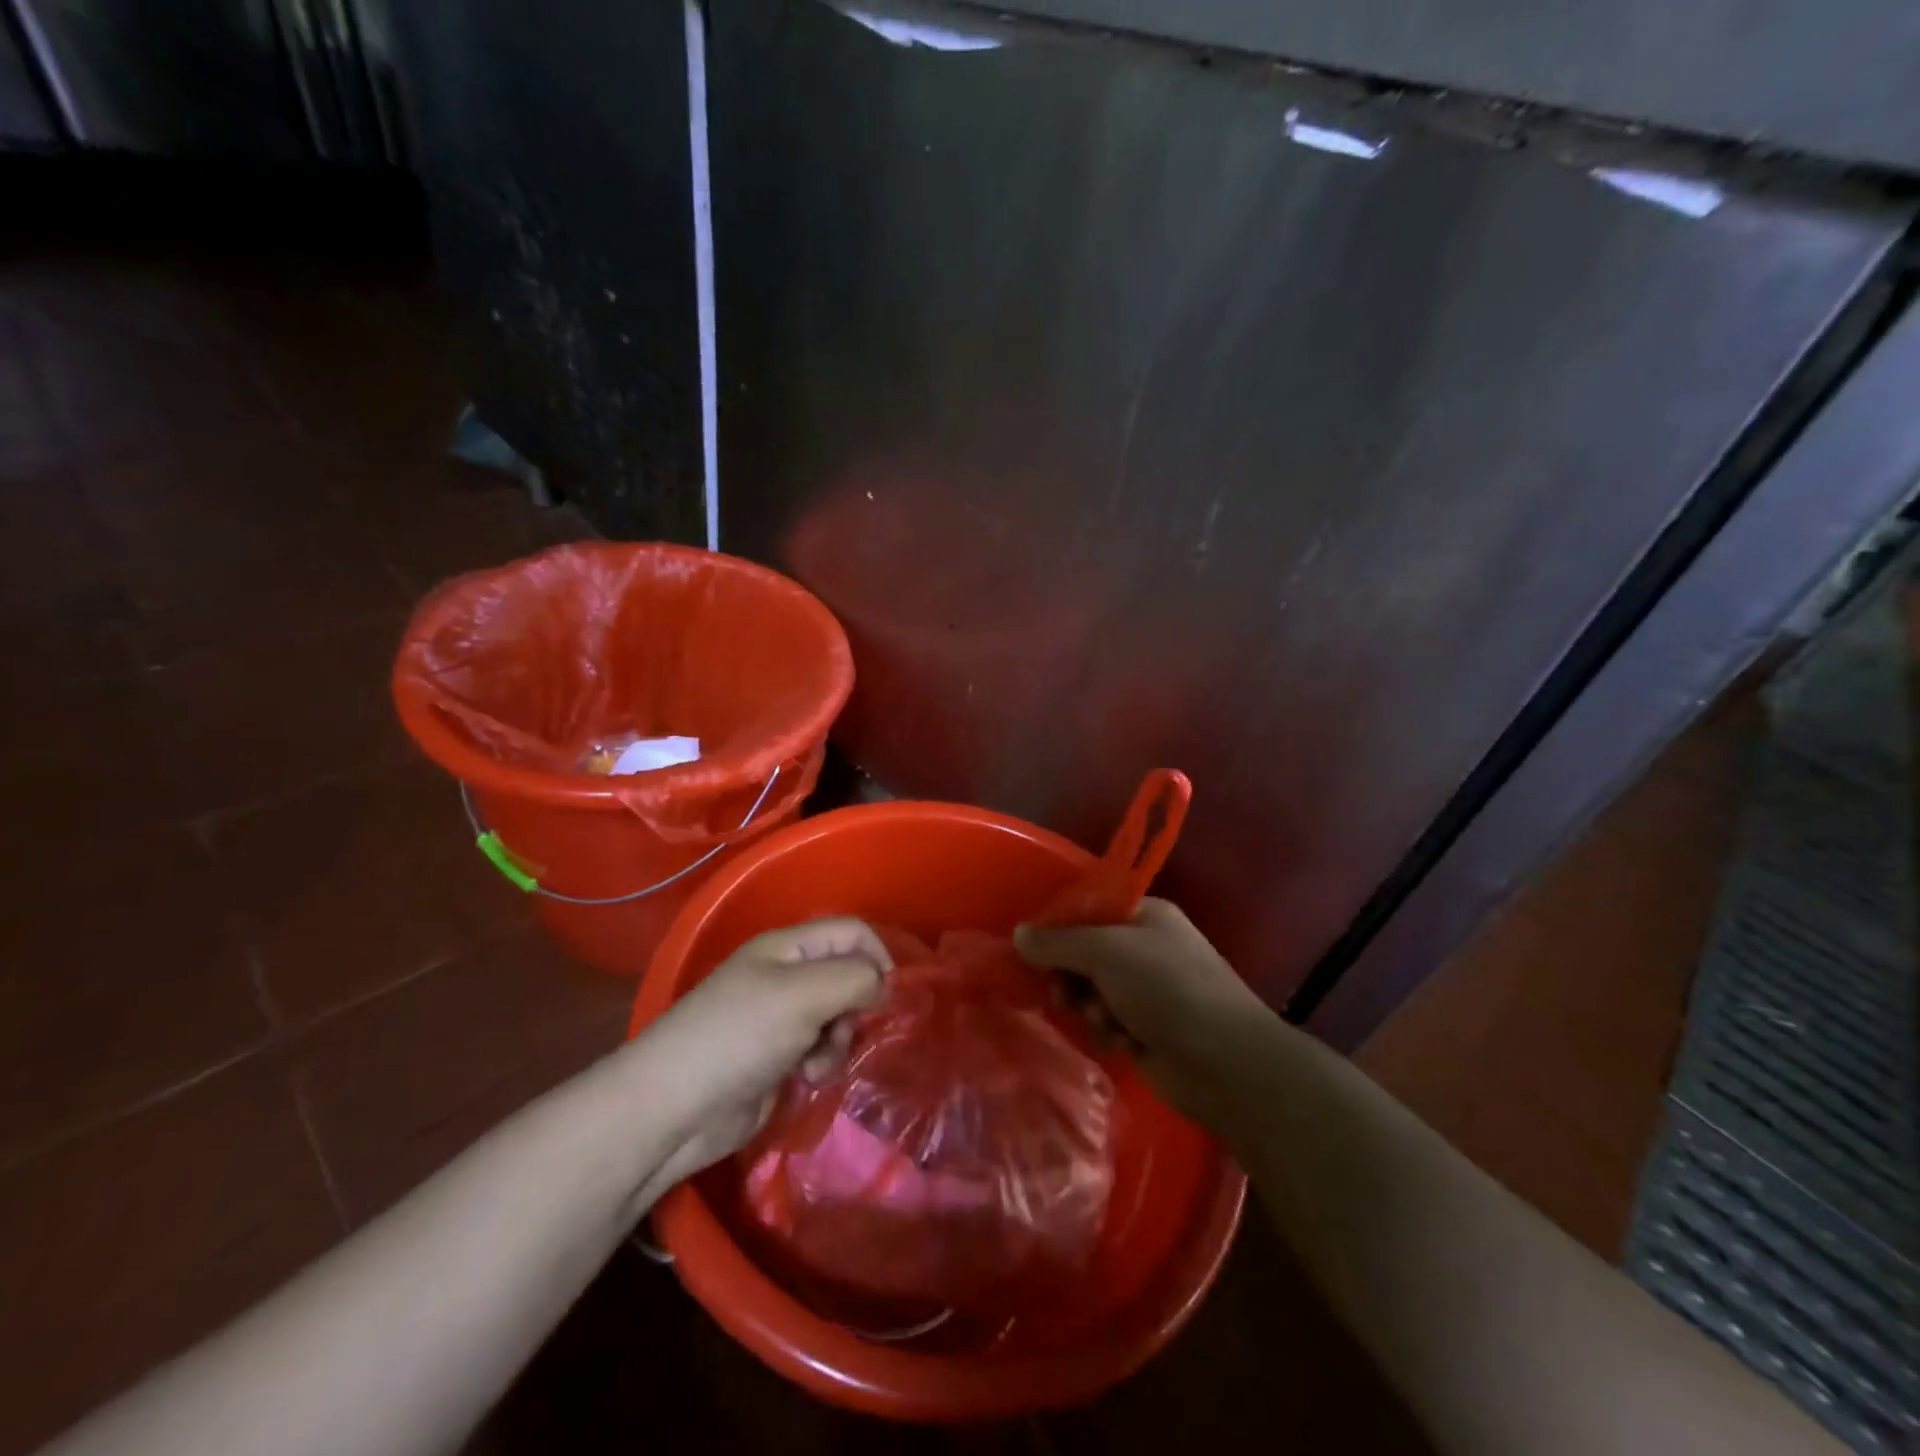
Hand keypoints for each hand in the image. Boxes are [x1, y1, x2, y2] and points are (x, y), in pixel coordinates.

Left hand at [636, 918, 890, 1185]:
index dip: (877, 955)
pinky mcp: (777, 1056)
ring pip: (838, 1016)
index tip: (888, 994)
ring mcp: (780, 1017)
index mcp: (787, 947)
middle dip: (856, 1005)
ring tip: (817, 1063)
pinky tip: (805, 1079)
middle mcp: (786, 975)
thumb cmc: (738, 1036)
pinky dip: (822, 1062)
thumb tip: (883, 984)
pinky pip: (820, 1048)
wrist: (674, 1108)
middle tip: (845, 1029)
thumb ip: (854, 978)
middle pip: (847, 975)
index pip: (851, 931)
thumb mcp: (803, 995)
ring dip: (839, 1040)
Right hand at [1016, 898, 1271, 1124]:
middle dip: (1071, 975)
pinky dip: (1109, 1031)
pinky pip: (1107, 1021)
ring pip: (1091, 990)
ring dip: (1090, 1006)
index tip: (1031, 948)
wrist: (1225, 1063)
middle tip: (1062, 994)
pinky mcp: (1147, 1028)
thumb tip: (1018, 934)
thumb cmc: (1167, 989)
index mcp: (1144, 915)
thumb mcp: (1106, 952)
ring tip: (1103, 1021)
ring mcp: (1148, 990)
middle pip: (1084, 952)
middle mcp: (1145, 947)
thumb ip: (1057, 942)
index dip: (1058, 927)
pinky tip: (1121, 1042)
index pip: (1087, 909)